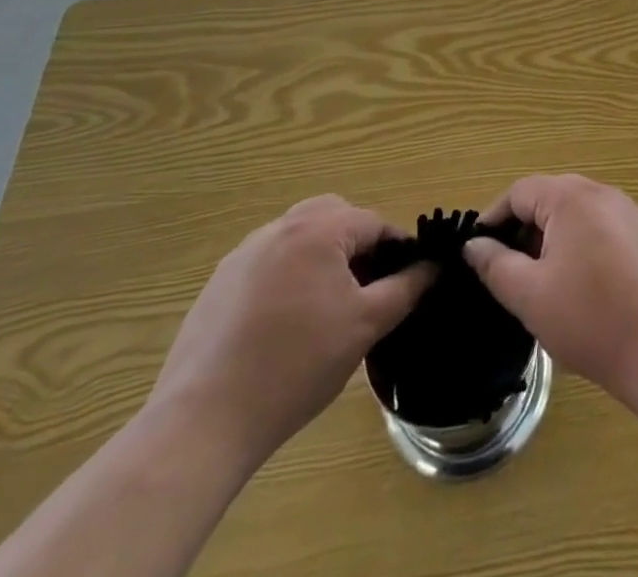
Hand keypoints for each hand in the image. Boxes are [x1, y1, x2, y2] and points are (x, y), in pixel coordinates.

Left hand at [148, 196, 432, 465]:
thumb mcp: (366, 326)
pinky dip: (287, 277)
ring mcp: (243, 254)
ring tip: (327, 309)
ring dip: (321, 258)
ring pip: (299, 238)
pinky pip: (268, 263)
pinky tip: (284, 326)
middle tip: (366, 289)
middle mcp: (279, 227)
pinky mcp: (217, 284)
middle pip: (334, 216)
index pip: (374, 222)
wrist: (204, 421)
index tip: (404, 283)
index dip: (396, 249)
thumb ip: (407, 288)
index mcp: (318, 229)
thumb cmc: (297, 365)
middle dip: (357, 244)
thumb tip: (434, 267)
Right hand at [463, 175, 637, 406]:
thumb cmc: (591, 318)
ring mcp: (631, 213)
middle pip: (550, 199)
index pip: (520, 191)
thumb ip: (496, 265)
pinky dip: (580, 249)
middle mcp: (603, 192)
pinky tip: (579, 290)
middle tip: (505, 273)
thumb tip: (474, 244)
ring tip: (539, 286)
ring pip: (577, 216)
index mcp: (572, 197)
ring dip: (552, 242)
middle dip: (523, 231)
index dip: (493, 218)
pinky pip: (602, 230)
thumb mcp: (530, 295)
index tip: (476, 252)